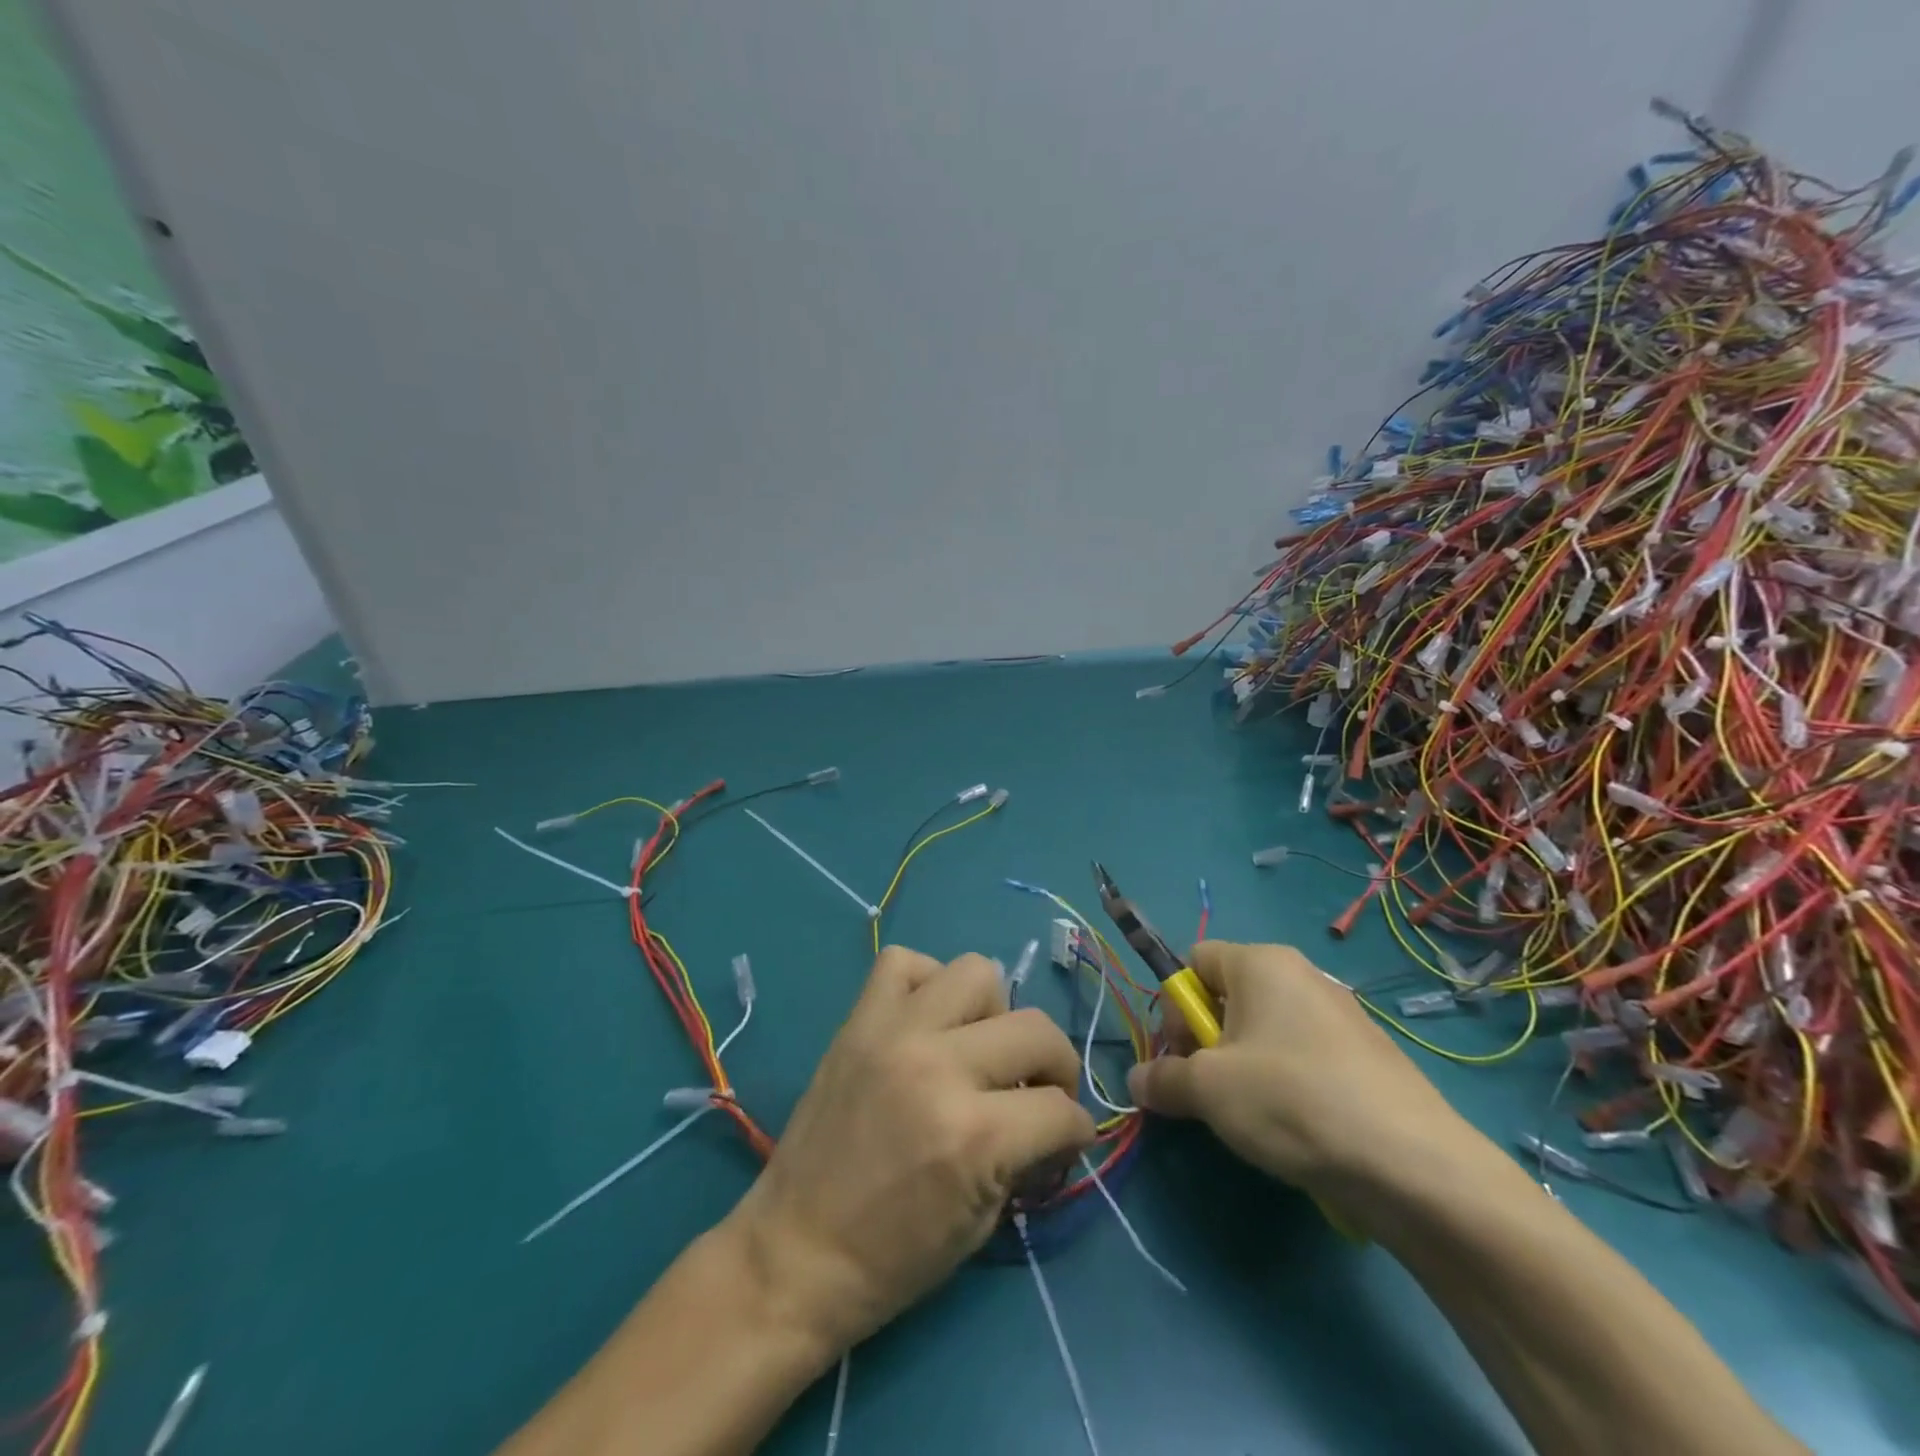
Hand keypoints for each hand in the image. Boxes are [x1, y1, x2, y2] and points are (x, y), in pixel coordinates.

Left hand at [728, 946, 1096, 1354]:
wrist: (795, 1253)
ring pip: (977, 972)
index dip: (1076, 1130)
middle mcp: (939, 1066)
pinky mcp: (858, 1020)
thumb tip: (1054, 1119)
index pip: (1062, 1109)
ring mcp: (894, 1032)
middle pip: (1037, 1030)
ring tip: (977, 1050)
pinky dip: (926, 983)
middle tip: (1037, 1094)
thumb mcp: (982, 1223)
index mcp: (974, 1135)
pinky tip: (927, 1022)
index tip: (1065, 1140)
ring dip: (994, 1013)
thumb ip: (1024, 1155)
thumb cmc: (892, 1258)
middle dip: (1055, 1067)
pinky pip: (904, 963)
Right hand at [1125, 941, 1477, 1213]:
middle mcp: (1302, 975)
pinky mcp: (1369, 1058)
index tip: (1184, 1055)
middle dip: (1208, 1041)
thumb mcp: (1208, 1090)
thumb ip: (1162, 1079)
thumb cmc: (1291, 1101)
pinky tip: (1298, 1130)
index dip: (1176, 1006)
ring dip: (1244, 1067)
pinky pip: (1305, 1057)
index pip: (1194, 960)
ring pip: (1267, 1031)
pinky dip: (1287, 1085)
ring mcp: (1342, 1016)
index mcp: (1261, 962)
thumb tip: (1137, 1082)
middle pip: (1230, 996)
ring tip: (1254, 1117)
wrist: (1414, 1166)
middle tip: (1212, 1091)